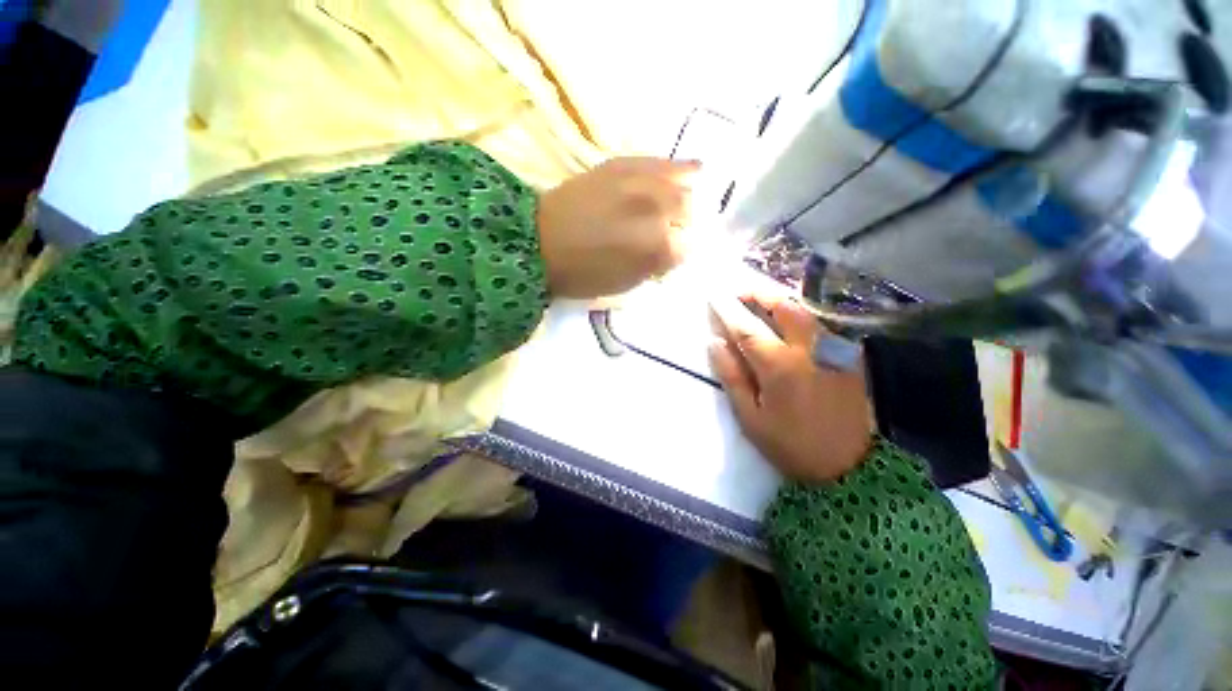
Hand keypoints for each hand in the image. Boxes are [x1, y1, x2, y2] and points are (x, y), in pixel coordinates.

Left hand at [536, 157, 699, 298]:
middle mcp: (658, 209)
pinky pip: (661, 162)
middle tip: (669, 232)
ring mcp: (642, 182)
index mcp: (658, 247)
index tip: (668, 256)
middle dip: (683, 224)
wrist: (541, 241)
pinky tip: (688, 171)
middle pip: (690, 211)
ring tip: (677, 204)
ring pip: (682, 183)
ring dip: (684, 196)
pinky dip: (677, 169)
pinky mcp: (624, 164)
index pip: (688, 247)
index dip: (678, 253)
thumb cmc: (583, 273)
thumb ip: (657, 265)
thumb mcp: (627, 283)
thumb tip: (672, 250)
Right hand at [709, 294, 873, 482]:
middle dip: (757, 292)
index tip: (713, 295)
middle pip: (783, 306)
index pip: (747, 327)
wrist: (850, 467)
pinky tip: (788, 319)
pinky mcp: (848, 356)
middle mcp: (809, 349)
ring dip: (778, 299)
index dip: (727, 309)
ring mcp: (833, 349)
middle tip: (738, 291)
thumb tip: (715, 343)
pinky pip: (819, 324)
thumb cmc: (791, 445)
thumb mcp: (751, 418)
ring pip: (804, 310)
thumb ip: (732, 377)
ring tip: (759, 298)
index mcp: (779, 366)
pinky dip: (799, 314)